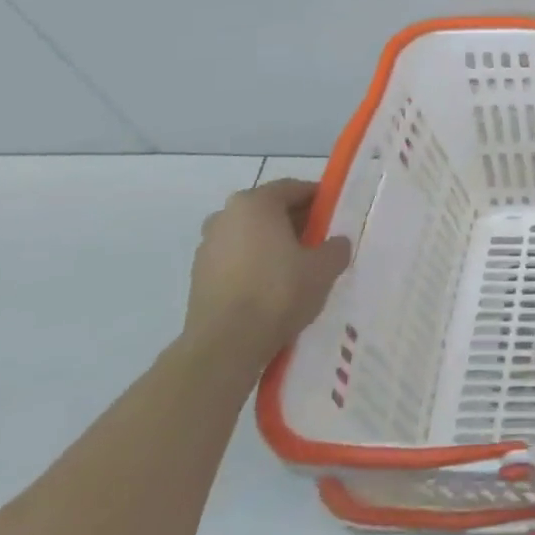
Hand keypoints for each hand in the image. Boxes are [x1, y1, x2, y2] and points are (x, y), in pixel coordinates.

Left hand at [184, 179, 351, 362]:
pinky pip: (236, 260)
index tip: (335, 216)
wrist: (225, 346)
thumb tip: (335, 243)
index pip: (294, 188)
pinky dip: (255, 265)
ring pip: (251, 236)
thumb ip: (336, 246)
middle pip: (269, 210)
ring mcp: (207, 247)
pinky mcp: (198, 277)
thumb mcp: (325, 267)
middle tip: (320, 242)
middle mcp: (225, 216)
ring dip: (273, 245)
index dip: (319, 200)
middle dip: (296, 222)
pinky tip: (273, 288)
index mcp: (255, 203)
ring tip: (297, 269)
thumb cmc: (278, 292)